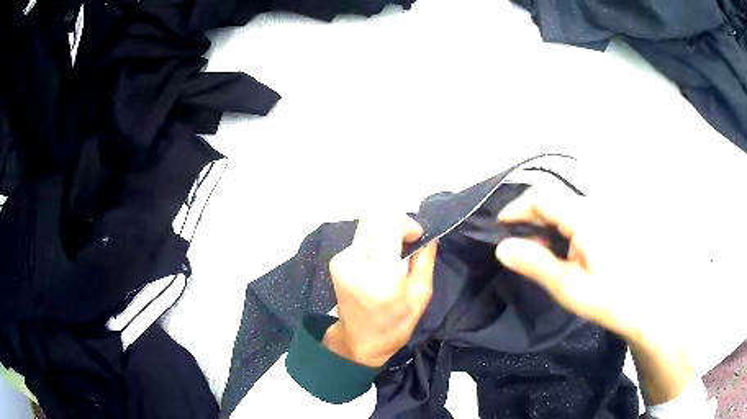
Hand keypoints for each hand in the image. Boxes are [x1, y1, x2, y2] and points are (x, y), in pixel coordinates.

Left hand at [324, 215, 437, 367]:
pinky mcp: (336, 260)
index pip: (387, 224)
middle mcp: (354, 261)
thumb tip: (429, 236)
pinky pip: (361, 237)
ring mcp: (341, 259)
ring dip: (386, 231)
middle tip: (409, 241)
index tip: (417, 237)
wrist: (357, 342)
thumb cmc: (394, 325)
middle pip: (375, 217)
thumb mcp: (420, 297)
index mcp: (379, 274)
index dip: (406, 222)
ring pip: (368, 225)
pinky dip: (375, 241)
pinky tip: (381, 260)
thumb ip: (424, 261)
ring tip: (396, 253)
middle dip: (396, 222)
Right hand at [494, 186, 644, 342]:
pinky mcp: (607, 222)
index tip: (499, 229)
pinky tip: (558, 249)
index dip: (516, 208)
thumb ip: (535, 264)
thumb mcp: (568, 287)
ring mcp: (602, 213)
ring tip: (533, 249)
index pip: (542, 197)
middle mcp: (593, 206)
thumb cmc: (608, 299)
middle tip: (515, 244)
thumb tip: (502, 247)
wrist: (645, 306)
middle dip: (528, 216)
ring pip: (563, 206)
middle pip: (552, 198)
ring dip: (543, 222)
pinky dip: (558, 227)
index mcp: (585, 217)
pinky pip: (575, 215)